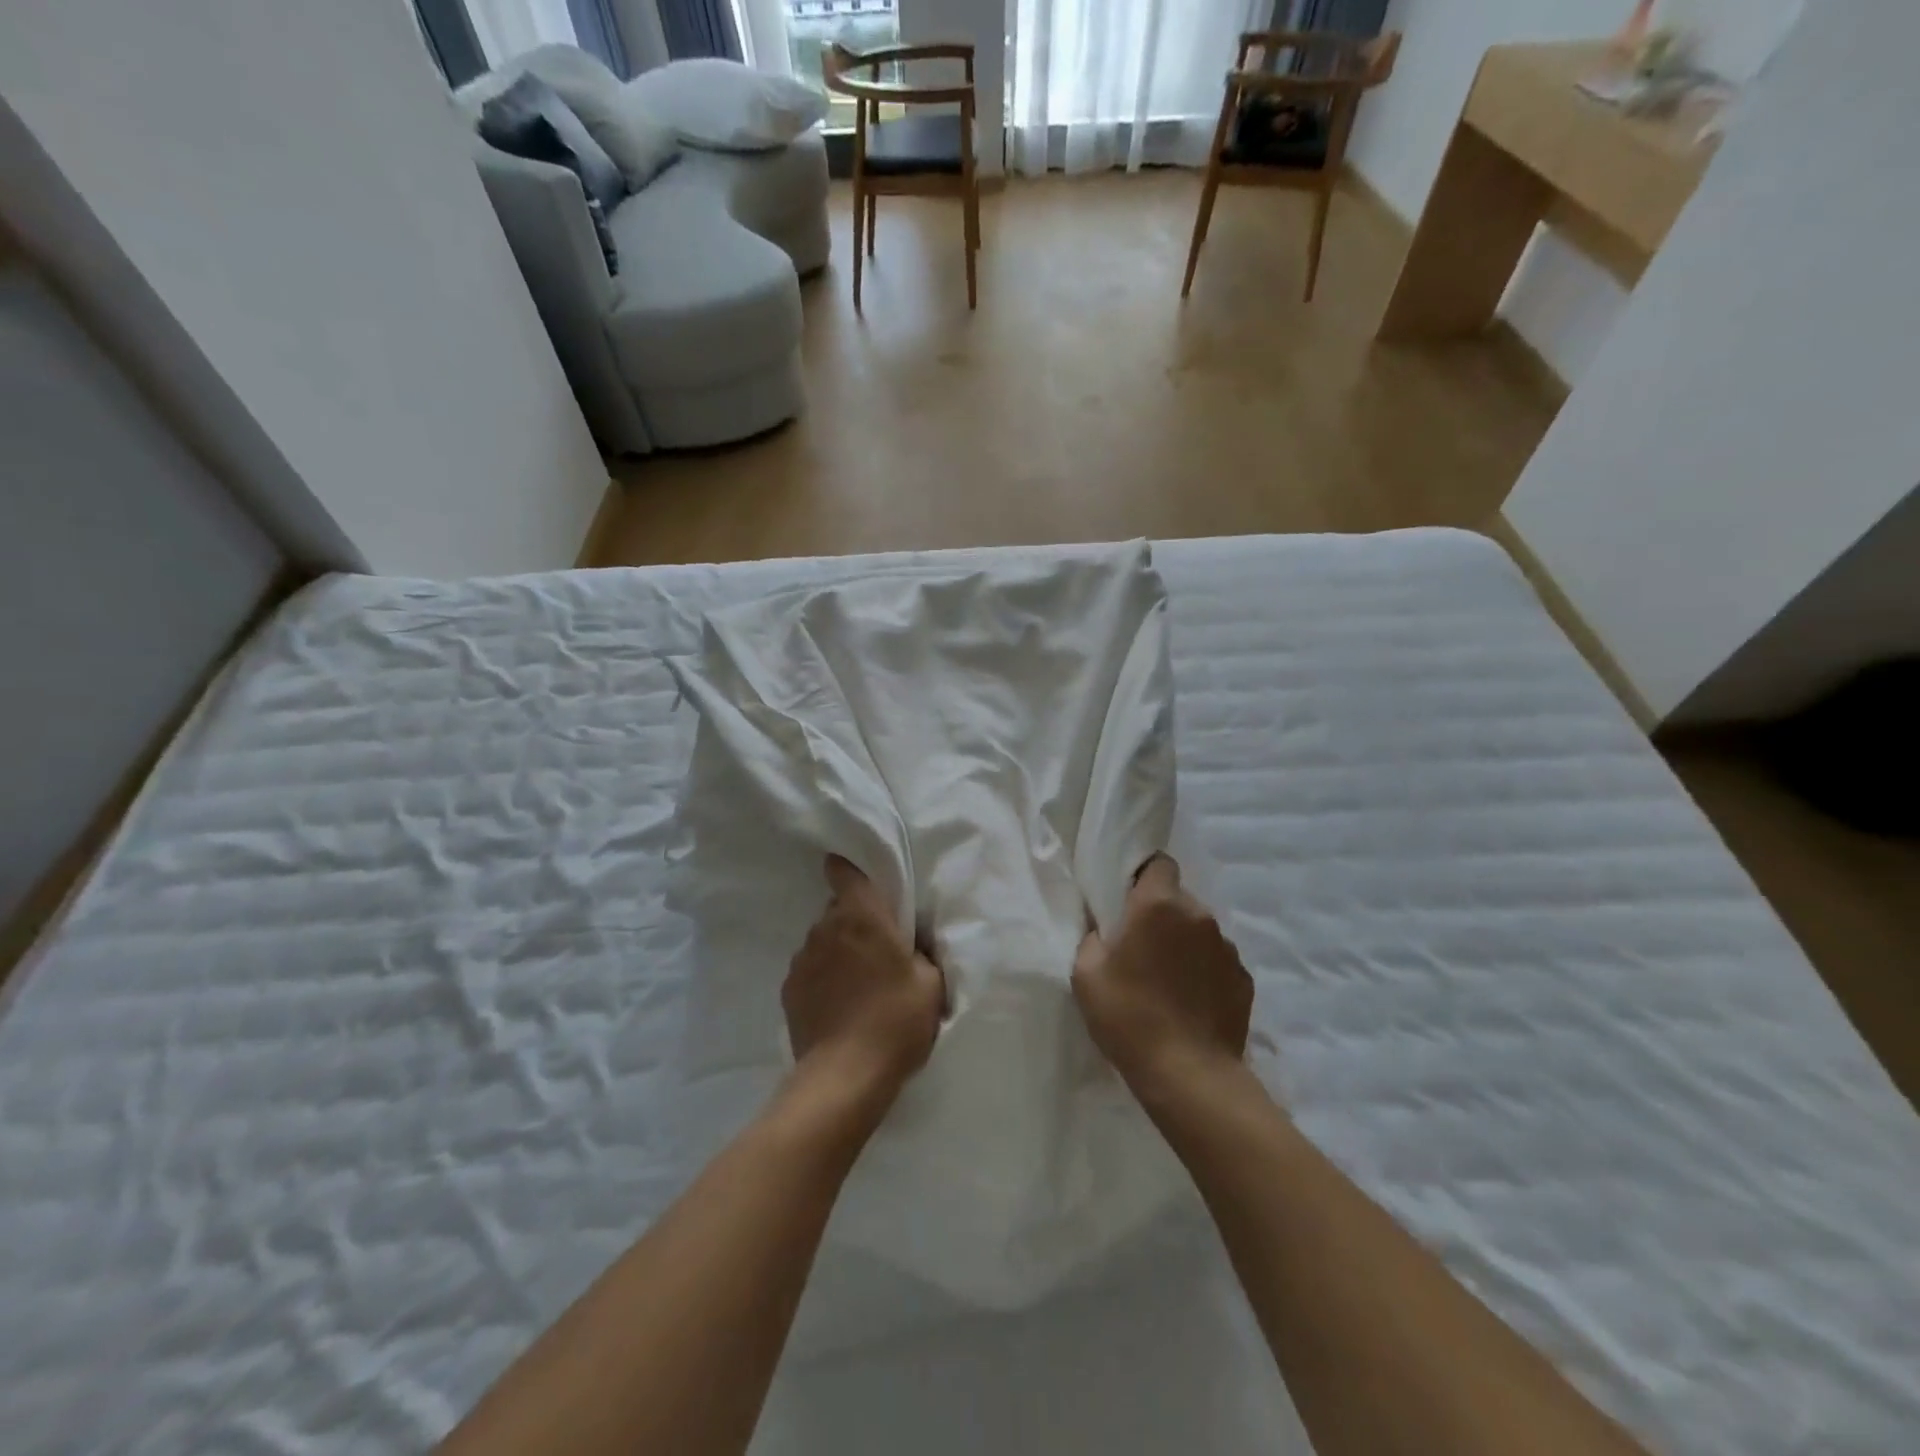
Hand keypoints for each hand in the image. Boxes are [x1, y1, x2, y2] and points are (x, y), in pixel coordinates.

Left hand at [784, 856, 945, 1102]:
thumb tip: (908, 945)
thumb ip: (920, 952)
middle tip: (879, 950)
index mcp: (862, 916)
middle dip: (856, 921)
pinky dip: (823, 978)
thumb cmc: (896, 1020)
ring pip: (823, 940)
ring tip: (858, 985)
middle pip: (838, 909)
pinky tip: (839, 1006)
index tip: (860, 879)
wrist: (845, 1077)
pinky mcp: (789, 989)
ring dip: (838, 951)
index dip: (849, 868)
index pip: (844, 871)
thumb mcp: (931, 983)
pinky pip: (810, 969)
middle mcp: (826, 928)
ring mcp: (802, 959)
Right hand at [1072, 855, 1252, 1102]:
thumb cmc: (1129, 1017)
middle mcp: (1199, 915)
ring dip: (1184, 943)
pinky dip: (1204, 971)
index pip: (1159, 863)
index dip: (1142, 876)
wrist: (1189, 1075)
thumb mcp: (1086, 973)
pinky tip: (1190, 1002)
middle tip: (1140, 948)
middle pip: (1178, 898)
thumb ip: (1094, 937)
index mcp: (1158, 904)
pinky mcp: (1244, 979)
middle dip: (1160, 914)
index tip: (1127, 900)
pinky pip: (1217, 961)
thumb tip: (1105, 928)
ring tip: (1167, 980)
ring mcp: (1227, 947)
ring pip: (1199, 930)